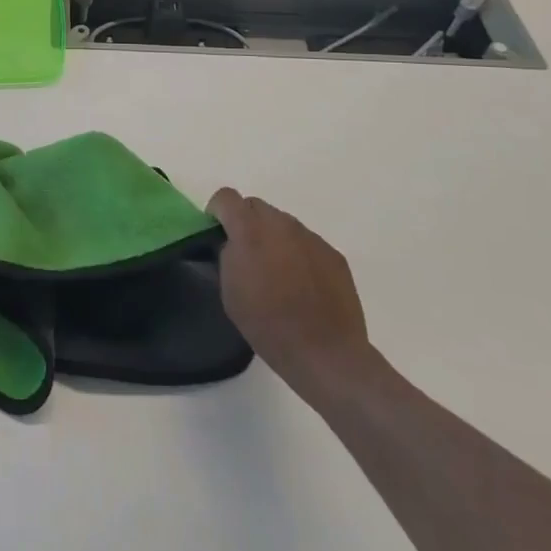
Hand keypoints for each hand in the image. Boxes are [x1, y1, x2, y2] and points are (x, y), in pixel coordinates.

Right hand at [207, 188, 376, 406]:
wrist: (325, 353)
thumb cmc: (268, 325)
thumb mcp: (230, 290)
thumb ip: (227, 255)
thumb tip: (233, 243)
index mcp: (250, 231)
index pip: (226, 197)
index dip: (217, 211)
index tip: (217, 232)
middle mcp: (281, 224)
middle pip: (256, 206)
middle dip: (246, 222)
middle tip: (246, 254)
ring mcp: (311, 237)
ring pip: (283, 223)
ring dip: (273, 237)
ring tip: (277, 272)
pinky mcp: (333, 254)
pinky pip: (306, 242)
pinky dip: (297, 253)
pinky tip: (302, 284)